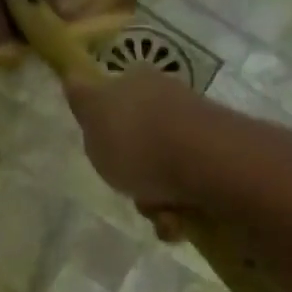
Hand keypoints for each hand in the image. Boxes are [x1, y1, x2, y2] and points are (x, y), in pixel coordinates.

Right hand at [62, 68, 206, 209]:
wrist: (207, 163)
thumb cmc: (138, 140)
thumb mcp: (93, 114)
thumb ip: (82, 97)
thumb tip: (72, 74)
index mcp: (138, 81)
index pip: (114, 95)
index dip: (105, 122)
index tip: (101, 147)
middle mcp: (170, 98)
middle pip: (139, 138)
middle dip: (131, 169)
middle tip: (125, 185)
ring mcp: (197, 129)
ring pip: (161, 166)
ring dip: (154, 195)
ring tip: (155, 210)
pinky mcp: (219, 159)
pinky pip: (186, 187)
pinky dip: (177, 206)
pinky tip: (176, 217)